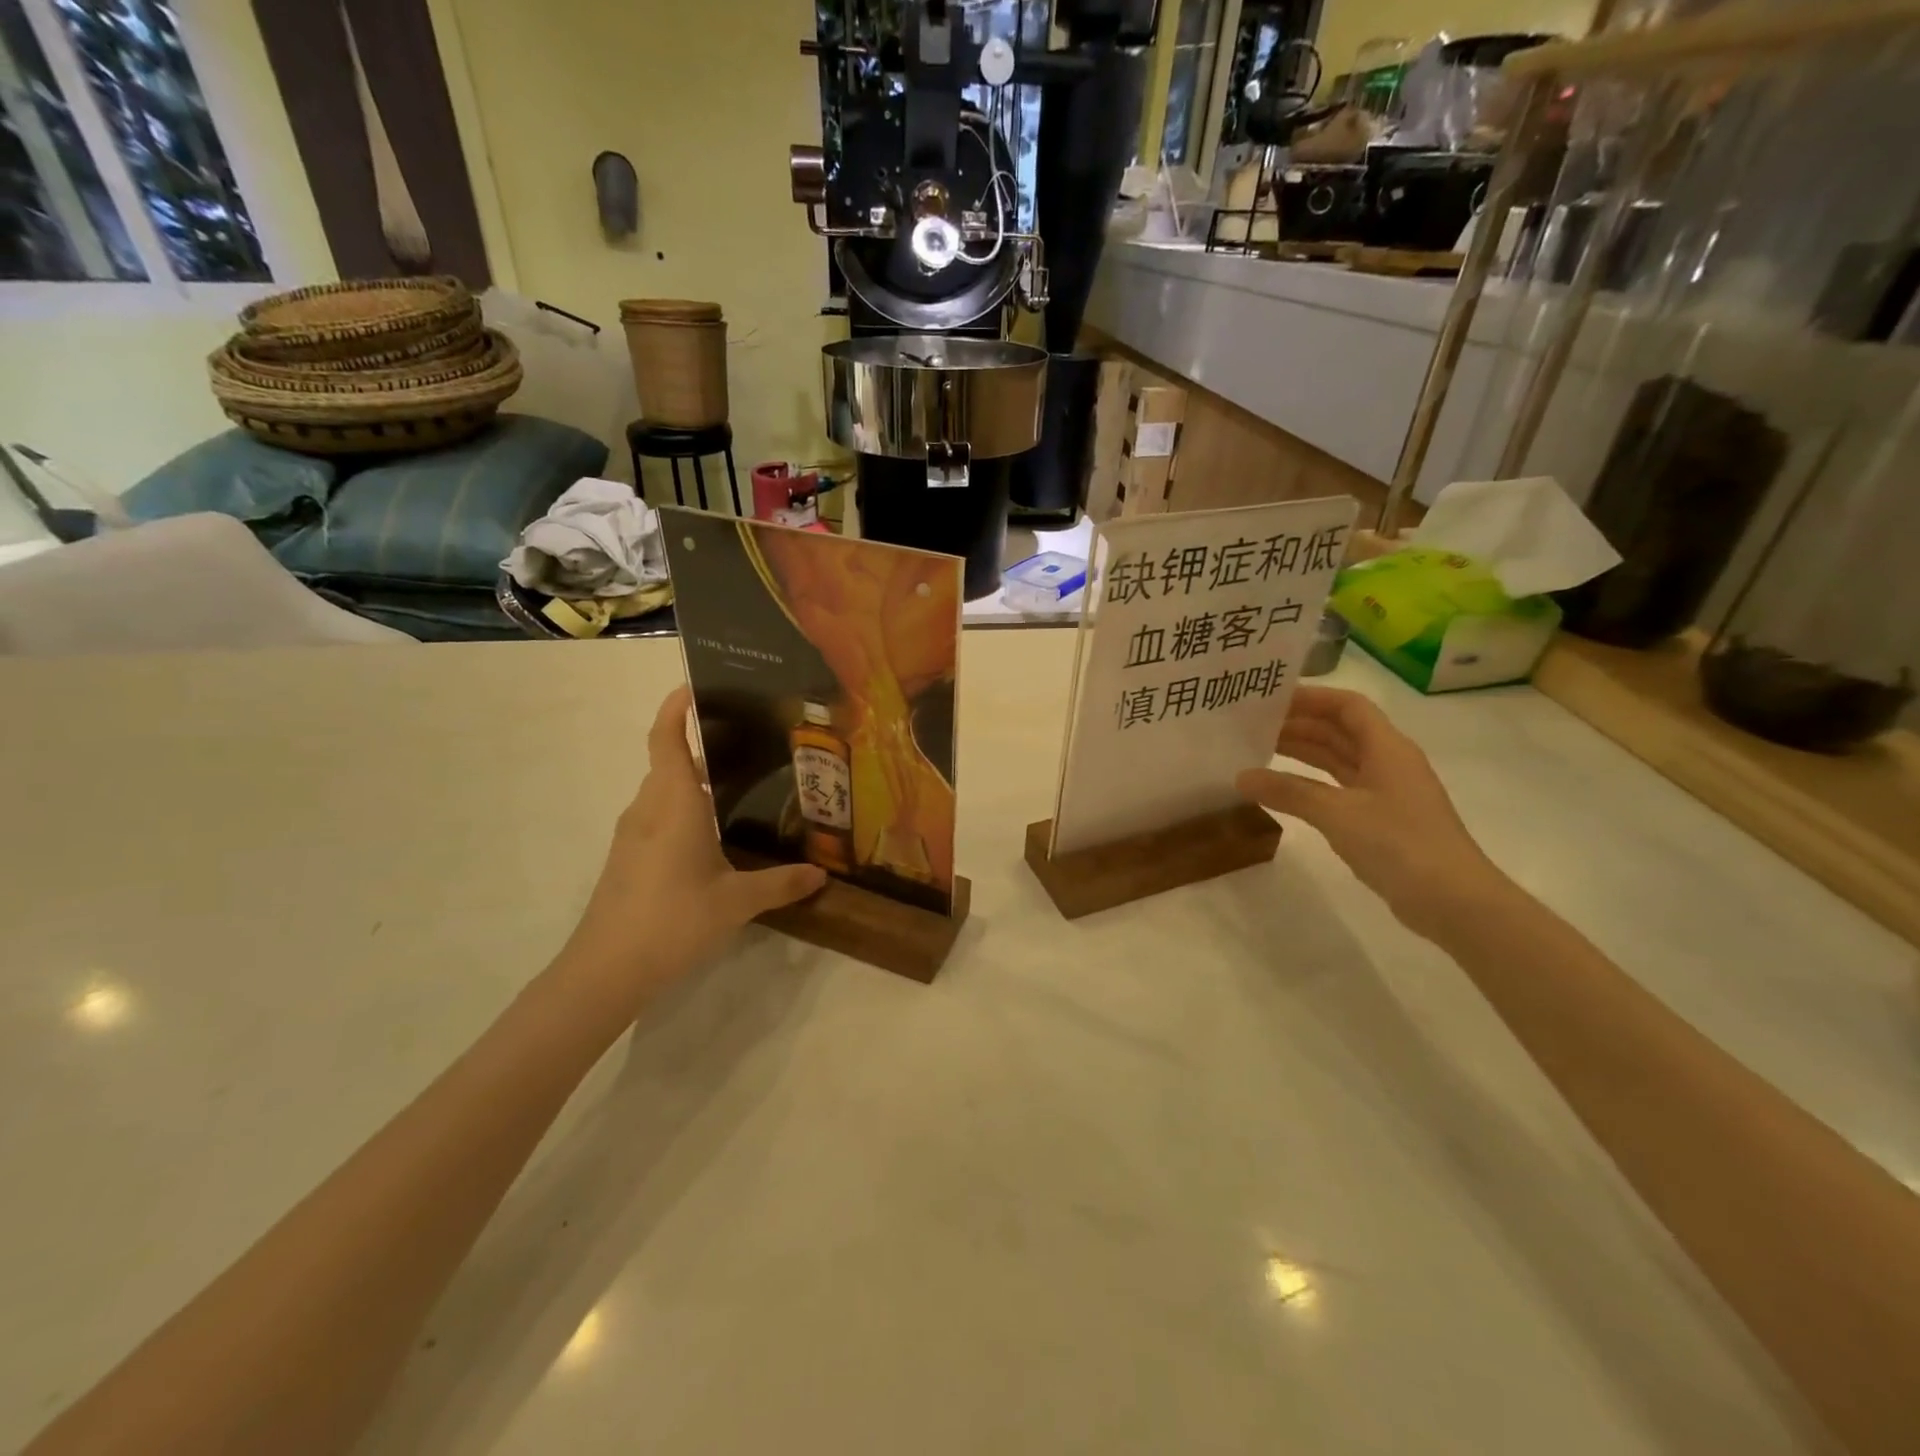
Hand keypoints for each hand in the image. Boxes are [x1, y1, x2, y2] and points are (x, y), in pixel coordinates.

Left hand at [551, 687, 825, 1017]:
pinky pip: (658, 818)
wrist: (605, 970)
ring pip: (663, 793)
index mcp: (674, 802)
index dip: (676, 708)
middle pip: (669, 762)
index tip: (696, 686)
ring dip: (692, 783)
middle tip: (748, 744)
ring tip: (738, 788)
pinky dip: (683, 812)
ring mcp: (632, 835)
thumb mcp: (736, 902)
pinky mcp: (627, 859)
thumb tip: (820, 874)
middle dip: (701, 746)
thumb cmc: (672, 919)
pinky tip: (712, 838)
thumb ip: (781, 883)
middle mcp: (649, 809)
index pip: (666, 739)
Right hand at [1237, 686, 1509, 939]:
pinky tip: (1283, 790)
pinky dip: (1310, 784)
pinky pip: (1338, 788)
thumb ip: (1288, 792)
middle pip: (1340, 731)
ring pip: (1338, 760)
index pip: (1348, 706)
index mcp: (1387, 748)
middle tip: (1252, 727)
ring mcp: (1385, 792)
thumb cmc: (1399, 844)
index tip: (1270, 699)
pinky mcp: (1380, 820)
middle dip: (1299, 725)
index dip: (1311, 697)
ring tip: (1258, 751)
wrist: (1453, 901)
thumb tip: (1241, 776)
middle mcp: (1388, 762)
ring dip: (1302, 753)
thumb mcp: (1337, 813)